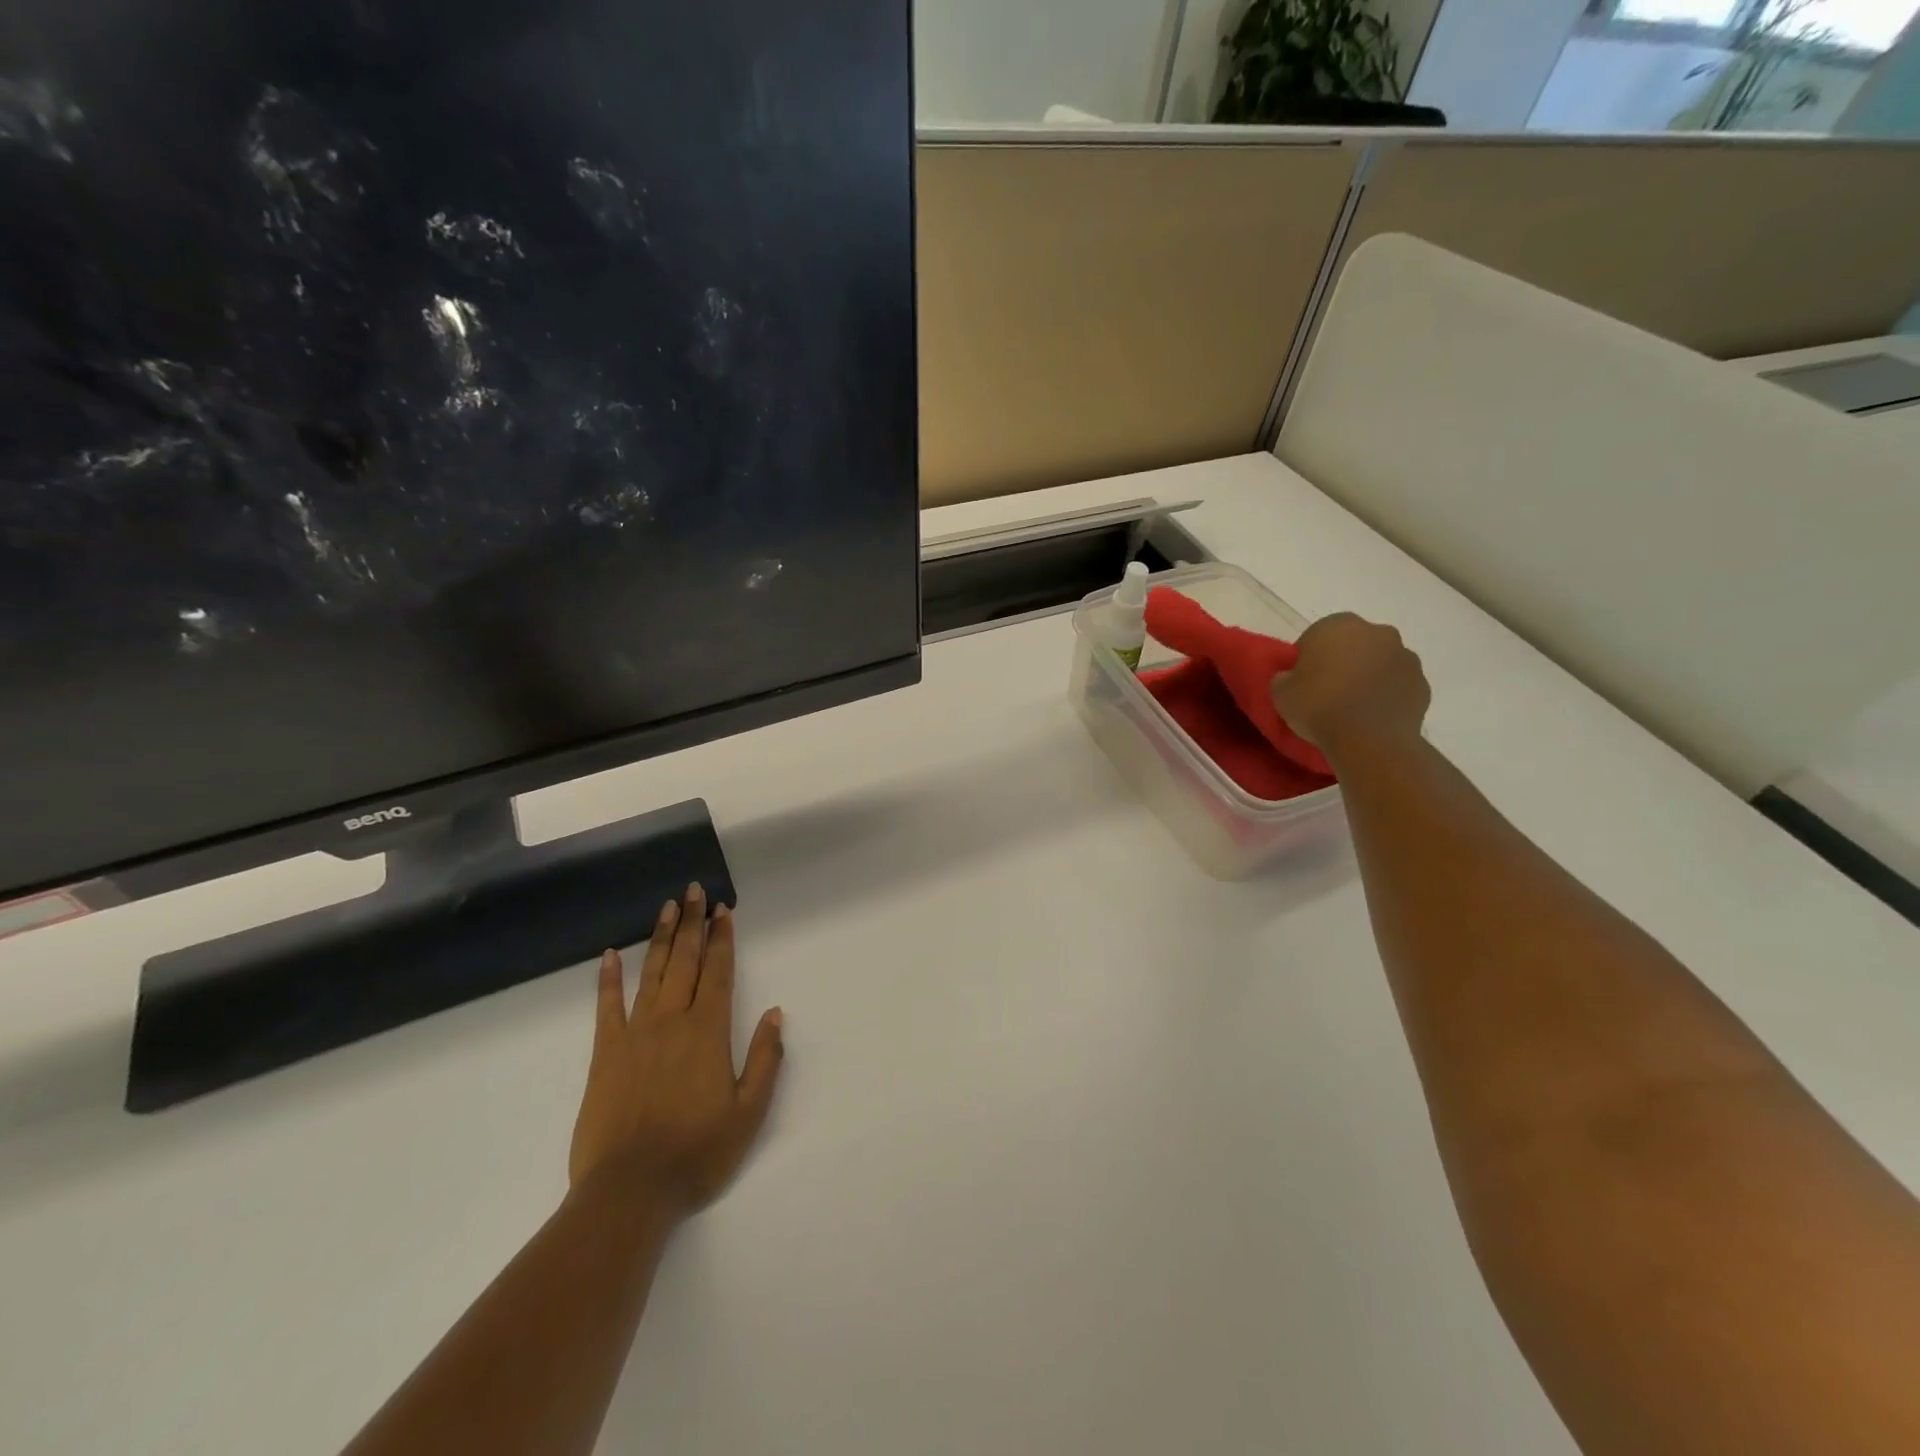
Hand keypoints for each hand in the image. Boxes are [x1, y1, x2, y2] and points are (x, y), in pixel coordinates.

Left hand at [569, 883, 784, 1222]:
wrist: (628, 1192)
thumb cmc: (696, 1153)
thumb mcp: (748, 1112)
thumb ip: (764, 1059)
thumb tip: (775, 1013)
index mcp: (708, 1032)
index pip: (719, 972)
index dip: (722, 938)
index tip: (724, 910)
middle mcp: (673, 1021)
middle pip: (685, 961)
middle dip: (693, 923)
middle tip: (695, 890)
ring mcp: (635, 1034)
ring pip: (651, 973)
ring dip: (660, 937)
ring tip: (667, 907)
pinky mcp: (605, 1053)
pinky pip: (607, 1007)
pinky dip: (608, 979)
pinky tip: (608, 956)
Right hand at [1271, 613, 1430, 761]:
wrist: (1369, 740)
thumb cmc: (1318, 706)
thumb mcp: (1280, 692)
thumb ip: (1284, 677)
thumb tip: (1291, 678)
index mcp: (1338, 625)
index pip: (1315, 637)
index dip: (1307, 660)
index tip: (1302, 682)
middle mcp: (1377, 632)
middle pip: (1353, 645)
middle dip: (1342, 663)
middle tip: (1326, 693)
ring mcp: (1405, 657)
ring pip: (1379, 663)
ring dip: (1367, 677)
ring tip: (1351, 708)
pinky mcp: (1422, 683)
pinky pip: (1397, 686)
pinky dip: (1386, 696)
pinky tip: (1372, 717)